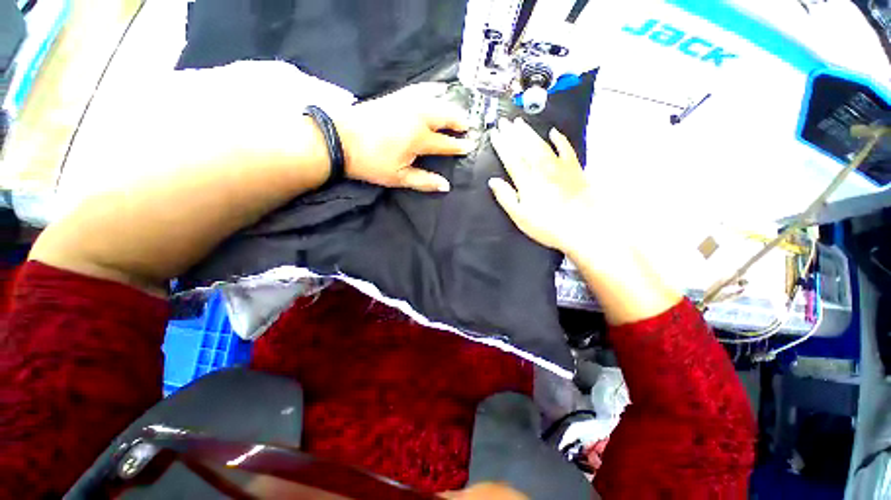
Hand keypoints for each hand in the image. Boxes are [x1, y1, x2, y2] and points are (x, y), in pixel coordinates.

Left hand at [336, 83, 474, 191]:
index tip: (471, 145)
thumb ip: (424, 181)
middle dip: (459, 120)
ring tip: (458, 108)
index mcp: (419, 138)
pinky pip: (419, 89)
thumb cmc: (371, 162)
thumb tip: (446, 186)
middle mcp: (417, 116)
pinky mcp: (395, 96)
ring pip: (435, 99)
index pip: (446, 143)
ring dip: (449, 104)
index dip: (459, 145)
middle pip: (444, 115)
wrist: (340, 139)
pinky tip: (436, 89)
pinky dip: (432, 89)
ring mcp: (406, 102)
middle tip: (469, 124)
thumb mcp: (399, 177)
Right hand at [489, 117, 597, 254]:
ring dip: (530, 133)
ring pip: (541, 145)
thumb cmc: (547, 226)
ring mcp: (559, 168)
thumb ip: (505, 198)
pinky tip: (554, 132)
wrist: (583, 228)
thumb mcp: (520, 217)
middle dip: (512, 133)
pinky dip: (560, 140)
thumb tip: (493, 181)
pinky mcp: (574, 169)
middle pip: (525, 148)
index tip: (494, 133)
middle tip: (504, 121)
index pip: (511, 158)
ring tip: (520, 123)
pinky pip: (566, 150)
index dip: (502, 145)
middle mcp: (542, 170)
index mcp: (527, 182)